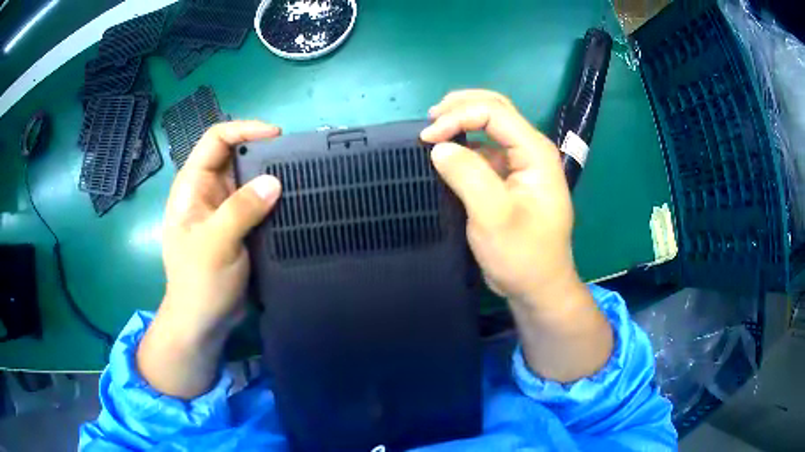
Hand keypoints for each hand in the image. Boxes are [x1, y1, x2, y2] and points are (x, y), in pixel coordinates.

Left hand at [161, 121, 282, 338]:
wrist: (203, 321)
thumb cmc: (198, 282)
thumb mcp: (216, 243)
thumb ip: (241, 209)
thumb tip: (274, 182)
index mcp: (192, 186)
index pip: (215, 140)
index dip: (244, 129)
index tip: (276, 136)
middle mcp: (208, 191)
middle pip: (235, 155)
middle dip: (263, 152)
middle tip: (295, 158)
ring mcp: (224, 209)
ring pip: (249, 179)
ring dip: (271, 175)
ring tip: (300, 176)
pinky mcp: (238, 226)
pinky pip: (257, 202)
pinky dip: (273, 198)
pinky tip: (292, 201)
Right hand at [422, 90, 611, 380]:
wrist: (537, 287)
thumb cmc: (522, 255)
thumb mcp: (494, 217)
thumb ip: (468, 176)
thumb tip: (439, 146)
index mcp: (535, 153)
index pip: (496, 113)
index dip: (458, 116)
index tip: (427, 138)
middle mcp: (530, 151)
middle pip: (496, 109)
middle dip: (460, 107)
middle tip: (429, 119)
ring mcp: (520, 164)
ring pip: (490, 127)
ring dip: (461, 122)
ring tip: (433, 131)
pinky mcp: (509, 178)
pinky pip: (484, 150)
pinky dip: (464, 145)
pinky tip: (447, 155)